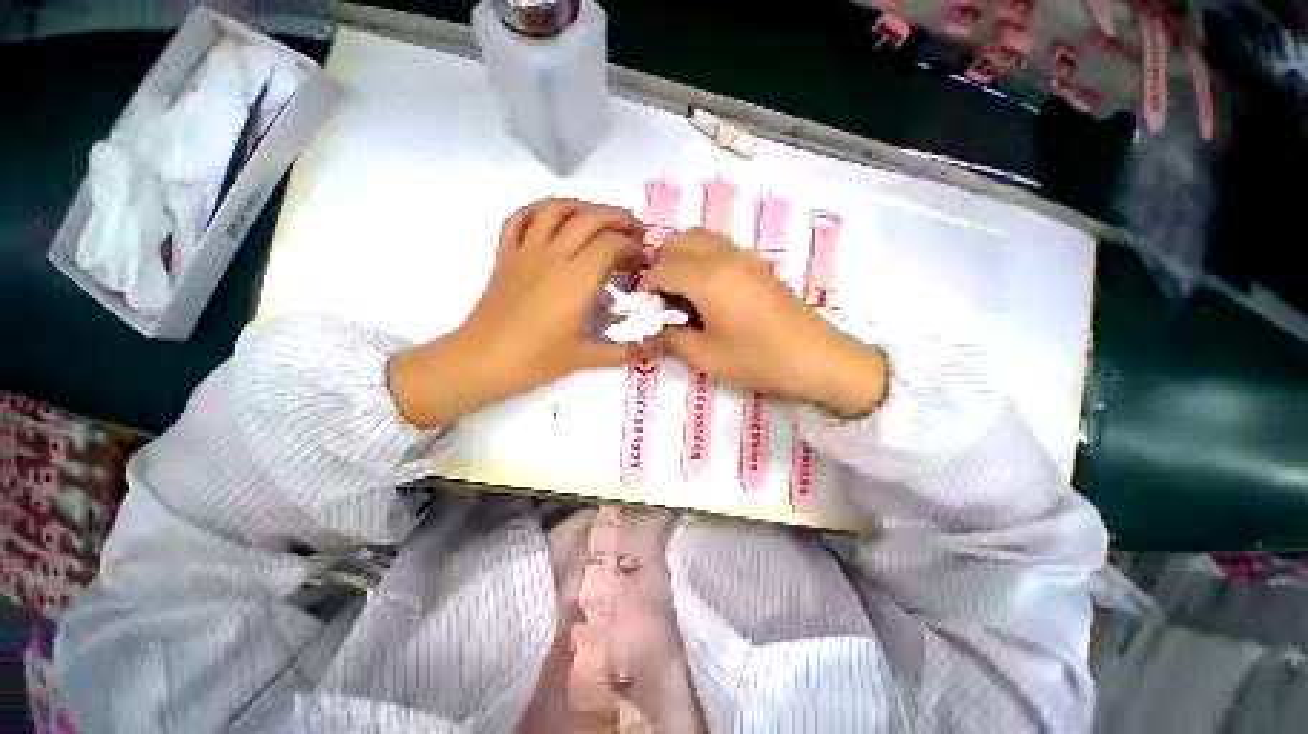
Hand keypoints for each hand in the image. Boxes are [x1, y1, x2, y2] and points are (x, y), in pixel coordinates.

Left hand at [391, 199, 649, 427]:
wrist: (484, 360)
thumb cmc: (537, 359)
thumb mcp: (586, 357)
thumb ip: (623, 352)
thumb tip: (654, 352)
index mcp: (578, 279)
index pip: (612, 244)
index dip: (634, 245)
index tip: (645, 256)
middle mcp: (555, 255)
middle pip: (589, 218)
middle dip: (617, 217)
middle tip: (634, 228)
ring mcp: (526, 251)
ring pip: (555, 209)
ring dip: (582, 206)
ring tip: (598, 217)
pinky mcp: (506, 255)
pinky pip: (519, 218)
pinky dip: (538, 210)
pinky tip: (551, 217)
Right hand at [643, 229, 888, 417]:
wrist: (816, 357)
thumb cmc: (758, 360)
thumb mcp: (705, 357)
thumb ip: (672, 336)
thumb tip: (657, 324)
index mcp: (708, 278)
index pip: (661, 268)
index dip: (646, 287)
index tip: (646, 310)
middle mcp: (724, 256)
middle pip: (677, 242)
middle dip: (661, 267)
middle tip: (663, 300)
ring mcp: (744, 255)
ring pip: (698, 237)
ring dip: (681, 259)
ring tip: (682, 294)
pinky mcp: (757, 263)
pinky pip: (718, 246)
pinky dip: (701, 258)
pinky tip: (707, 290)